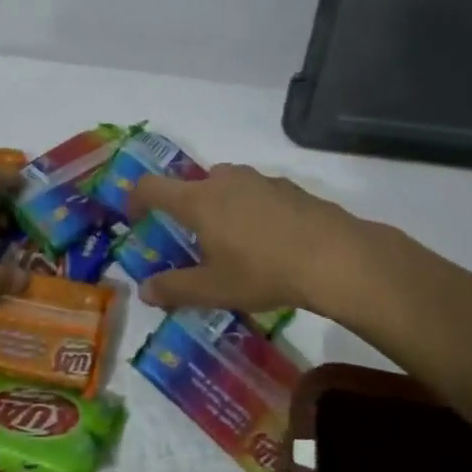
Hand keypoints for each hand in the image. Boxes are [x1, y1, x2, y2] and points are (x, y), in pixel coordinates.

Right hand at [127, 163, 369, 315]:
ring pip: (226, 185)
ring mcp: (260, 180)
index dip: (135, 199)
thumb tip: (145, 291)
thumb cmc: (264, 272)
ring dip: (219, 206)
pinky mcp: (289, 187)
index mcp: (199, 200)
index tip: (135, 218)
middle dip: (185, 207)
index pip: (152, 186)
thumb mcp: (214, 289)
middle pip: (192, 184)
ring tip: (233, 242)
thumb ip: (175, 289)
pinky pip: (256, 192)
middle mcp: (225, 180)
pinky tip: (268, 240)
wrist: (335, 257)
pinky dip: (250, 209)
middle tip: (193, 239)